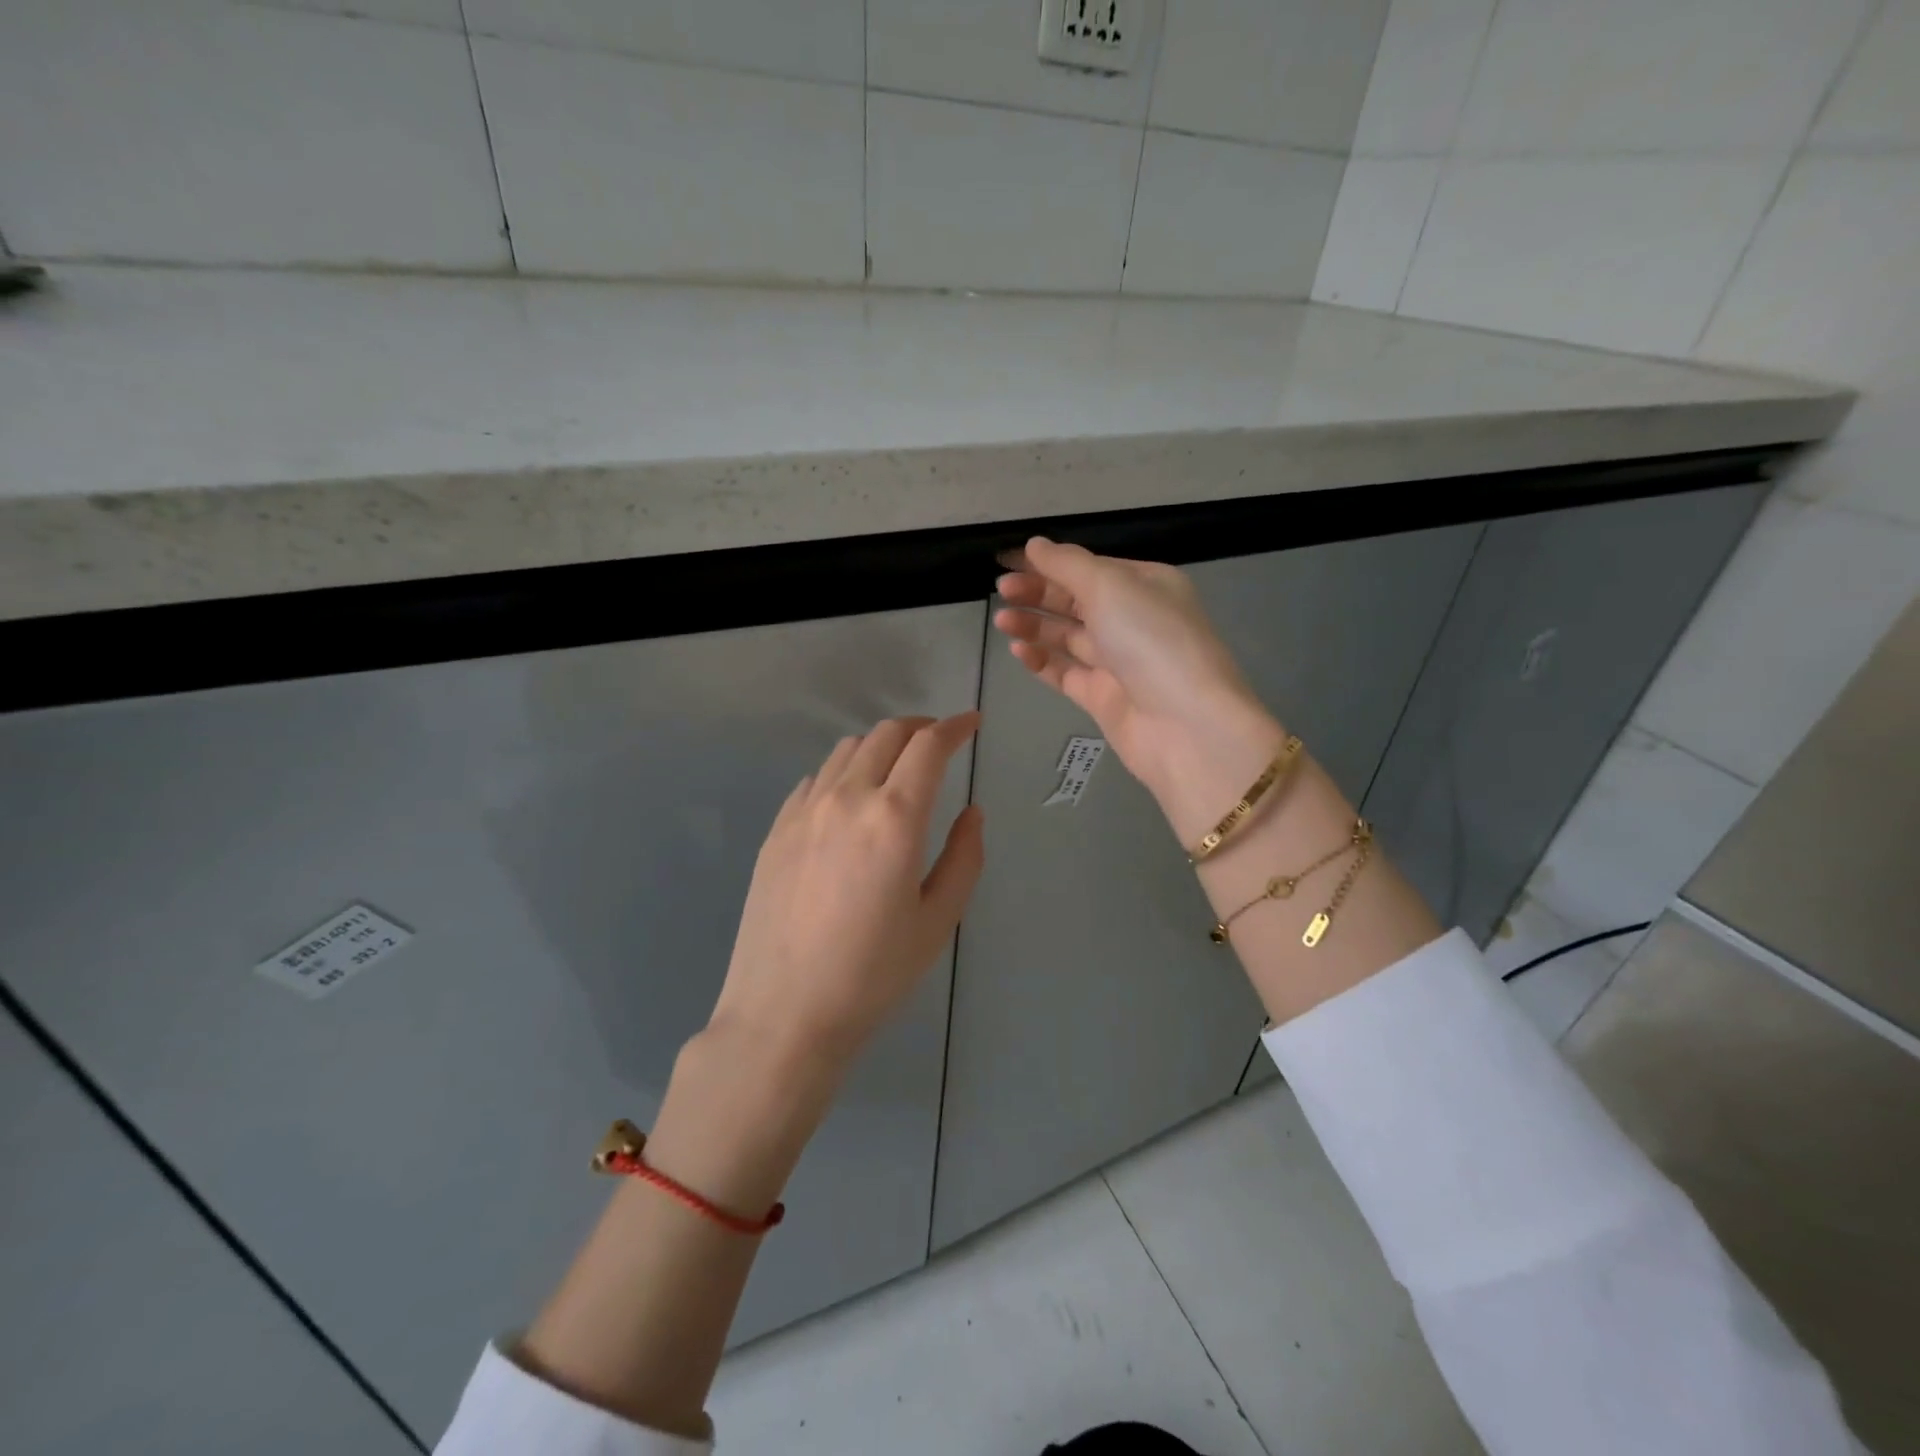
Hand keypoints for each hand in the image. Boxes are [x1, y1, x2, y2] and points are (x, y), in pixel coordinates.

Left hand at [707, 713, 984, 1069]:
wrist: (783, 1014)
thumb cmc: (872, 974)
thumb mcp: (937, 920)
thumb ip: (964, 857)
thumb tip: (972, 812)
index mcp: (894, 818)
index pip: (928, 746)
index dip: (955, 727)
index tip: (972, 723)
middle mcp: (847, 798)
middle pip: (886, 734)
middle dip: (920, 728)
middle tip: (940, 742)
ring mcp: (804, 811)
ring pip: (847, 749)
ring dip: (880, 745)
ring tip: (897, 768)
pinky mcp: (776, 829)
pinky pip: (816, 779)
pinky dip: (844, 771)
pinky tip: (850, 800)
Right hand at [995, 537, 1286, 840]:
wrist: (1184, 725)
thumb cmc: (1150, 640)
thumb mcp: (1110, 586)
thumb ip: (1067, 564)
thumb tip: (1035, 544)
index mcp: (1146, 585)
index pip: (1090, 567)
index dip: (1049, 563)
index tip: (1008, 562)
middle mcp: (1133, 620)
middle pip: (1076, 600)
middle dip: (1038, 593)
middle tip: (1001, 590)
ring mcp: (1118, 662)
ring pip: (1067, 637)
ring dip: (1034, 625)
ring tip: (1002, 621)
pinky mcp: (1103, 697)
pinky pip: (1065, 672)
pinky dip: (1041, 661)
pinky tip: (1018, 651)